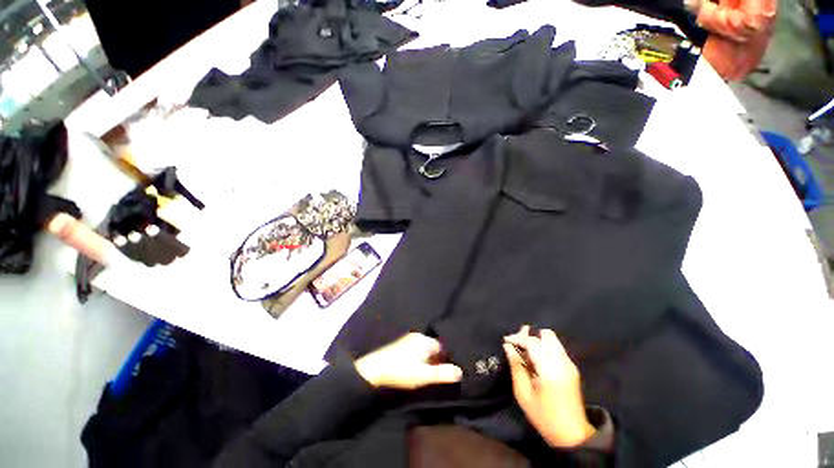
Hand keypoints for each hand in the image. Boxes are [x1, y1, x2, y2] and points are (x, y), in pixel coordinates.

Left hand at [355, 333, 463, 389]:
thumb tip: (461, 371)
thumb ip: (442, 373)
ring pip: (424, 348)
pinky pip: (415, 349)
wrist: (374, 370)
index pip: (442, 347)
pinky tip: (413, 367)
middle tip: (434, 374)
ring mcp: (408, 339)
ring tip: (425, 372)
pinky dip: (418, 357)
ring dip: (426, 359)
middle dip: (436, 359)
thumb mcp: (423, 375)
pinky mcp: (400, 344)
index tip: (444, 372)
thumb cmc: (401, 372)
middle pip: (433, 347)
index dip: (445, 360)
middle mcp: (418, 336)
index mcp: (425, 340)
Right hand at [503, 326, 595, 447]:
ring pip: (552, 340)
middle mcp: (562, 361)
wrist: (572, 435)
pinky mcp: (572, 368)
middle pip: (546, 335)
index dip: (517, 338)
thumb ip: (516, 366)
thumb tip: (508, 347)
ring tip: (525, 352)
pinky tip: (536, 360)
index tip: (506, 340)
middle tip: (517, 345)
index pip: (532, 342)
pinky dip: (544, 348)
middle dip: (529, 336)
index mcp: (549, 368)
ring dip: (537, 341)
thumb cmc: (544, 416)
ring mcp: (569, 364)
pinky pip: (556, 348)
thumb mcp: (523, 394)